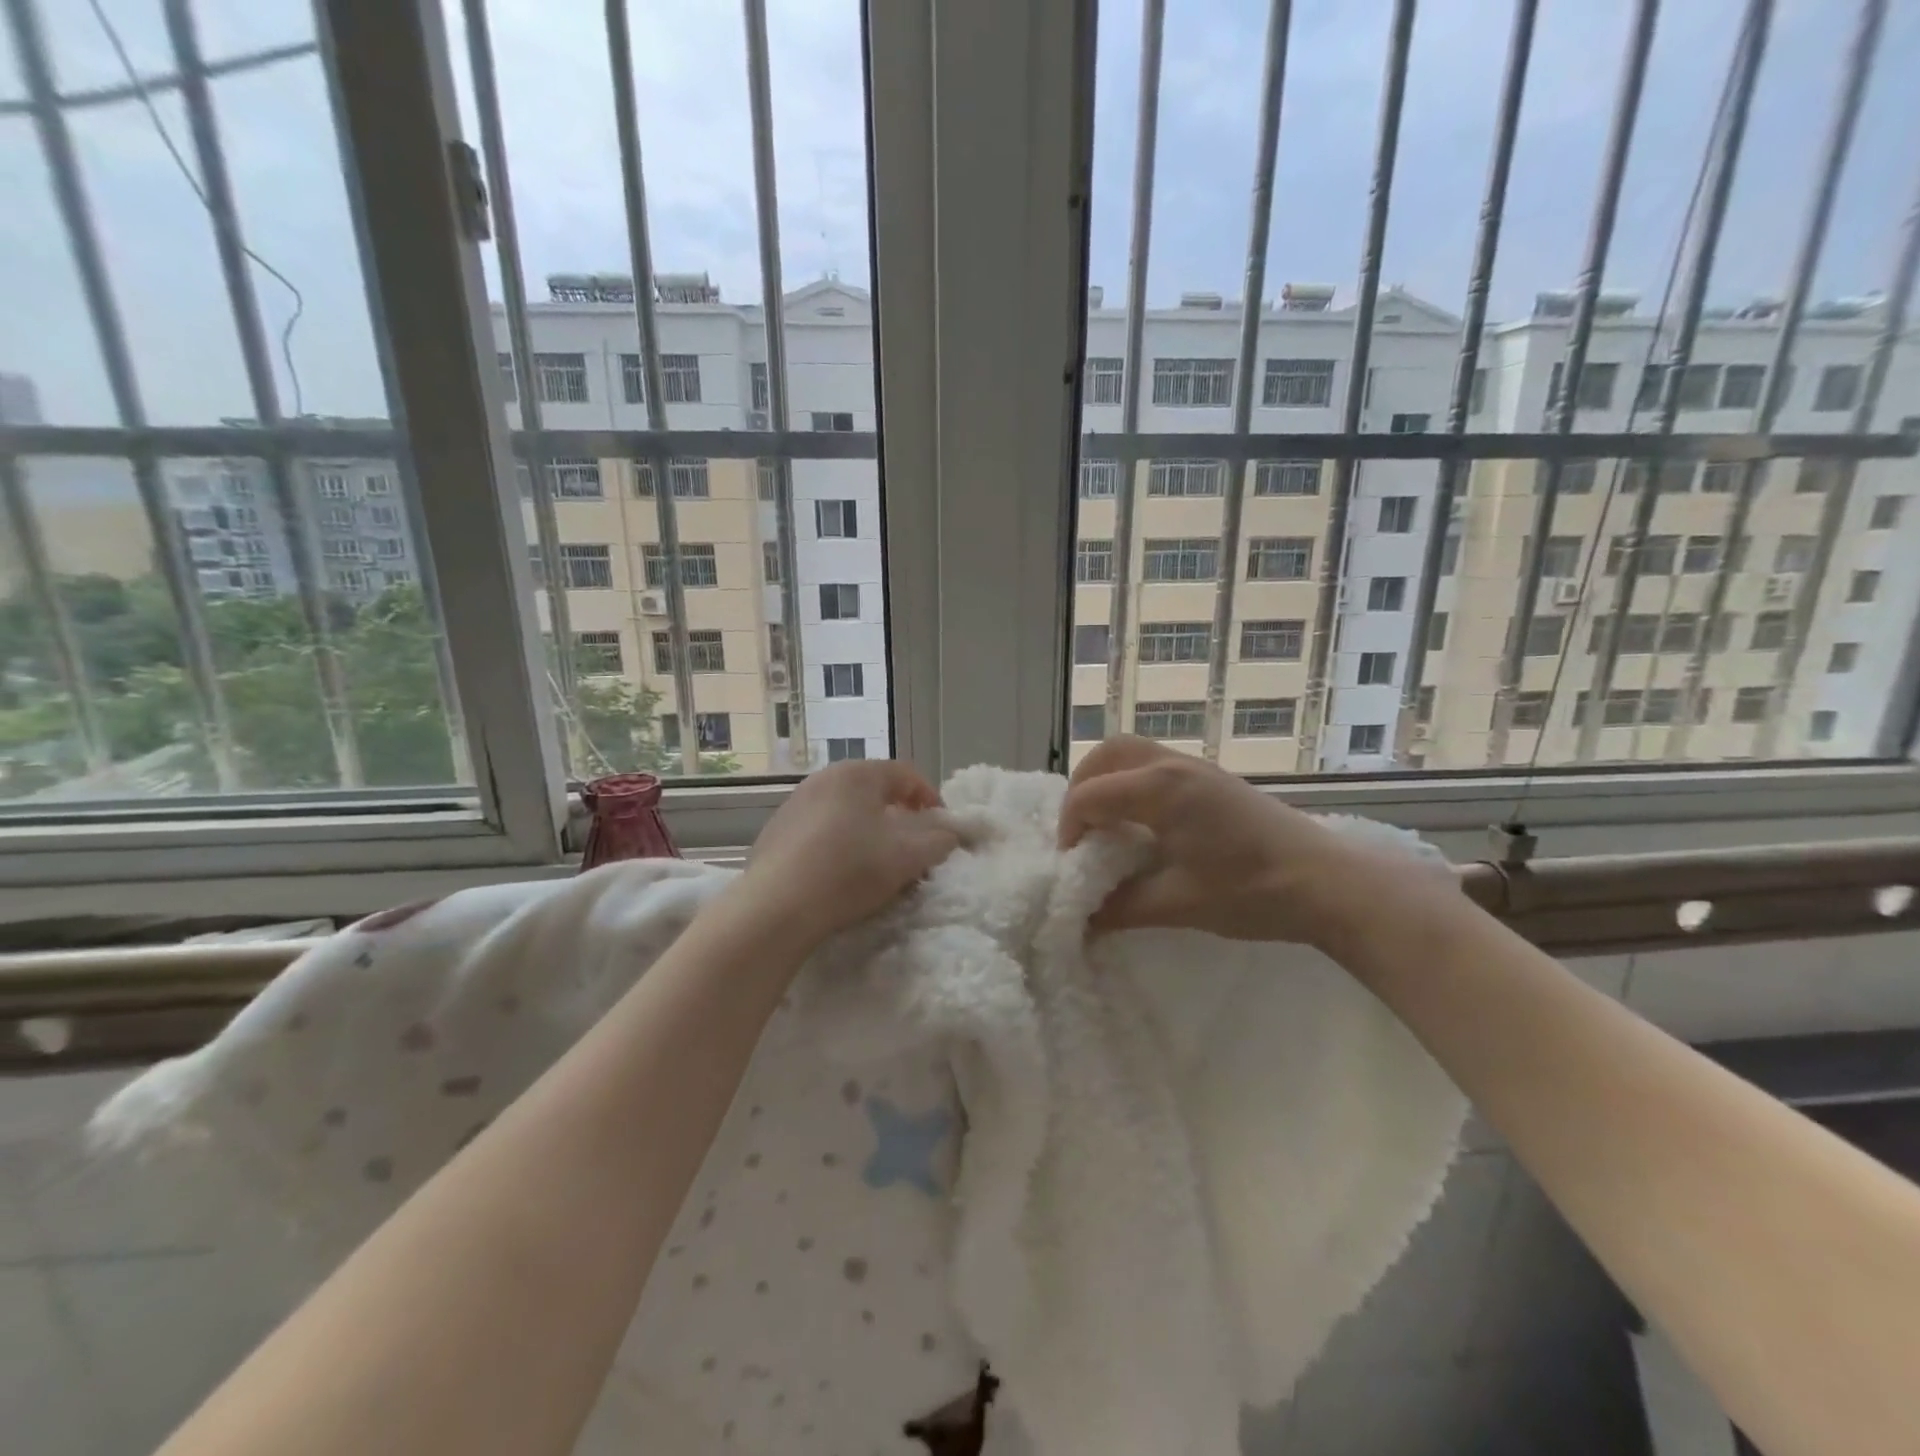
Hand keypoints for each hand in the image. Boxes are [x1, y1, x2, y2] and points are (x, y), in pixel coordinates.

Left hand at [737, 760, 959, 949]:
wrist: (777, 908)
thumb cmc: (850, 871)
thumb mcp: (908, 857)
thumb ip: (939, 840)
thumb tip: (950, 833)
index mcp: (858, 773)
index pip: (906, 774)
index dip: (931, 799)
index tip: (942, 828)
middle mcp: (824, 778)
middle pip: (874, 790)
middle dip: (900, 815)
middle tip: (914, 845)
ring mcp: (795, 803)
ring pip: (846, 809)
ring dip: (869, 829)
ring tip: (878, 861)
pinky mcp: (776, 831)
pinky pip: (820, 829)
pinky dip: (839, 842)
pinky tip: (840, 872)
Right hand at [1058, 736, 1449, 947]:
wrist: (1328, 882)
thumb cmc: (1252, 891)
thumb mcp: (1179, 904)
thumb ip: (1121, 907)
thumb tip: (1080, 921)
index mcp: (1160, 789)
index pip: (1090, 795)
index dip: (1070, 828)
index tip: (1073, 863)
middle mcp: (1173, 765)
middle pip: (1106, 755)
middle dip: (1081, 788)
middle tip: (1081, 832)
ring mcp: (1196, 767)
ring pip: (1132, 752)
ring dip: (1106, 780)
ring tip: (1106, 823)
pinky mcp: (1212, 778)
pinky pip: (1155, 763)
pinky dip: (1131, 781)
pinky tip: (1142, 821)